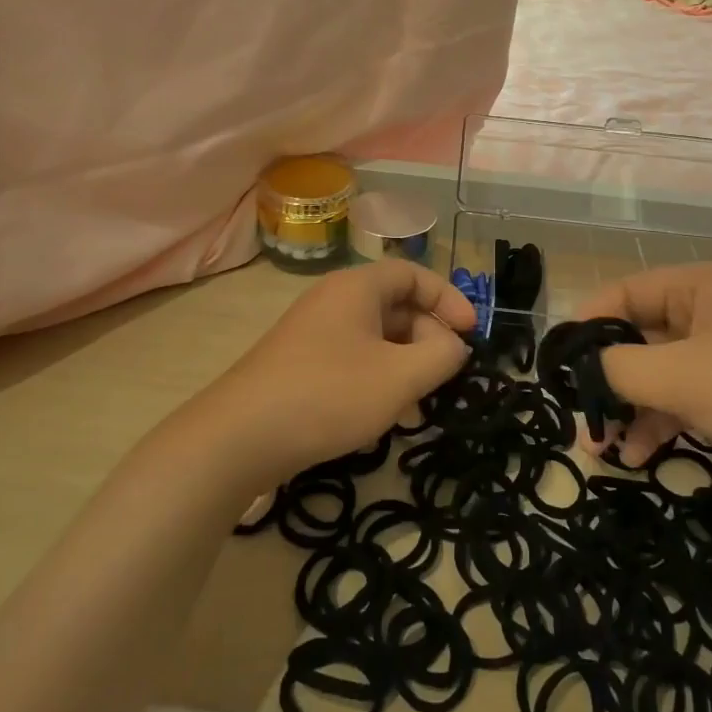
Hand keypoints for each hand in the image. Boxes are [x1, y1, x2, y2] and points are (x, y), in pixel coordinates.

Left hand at [195, 260, 477, 489]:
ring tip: (418, 398)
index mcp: (357, 287)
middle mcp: (333, 299)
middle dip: (428, 335)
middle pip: (395, 304)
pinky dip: (377, 374)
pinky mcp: (300, 363)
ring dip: (404, 360)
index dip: (448, 299)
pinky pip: (352, 356)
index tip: (472, 333)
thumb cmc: (329, 395)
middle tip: (446, 372)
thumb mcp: (400, 377)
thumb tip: (453, 345)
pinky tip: (382, 412)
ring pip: (375, 334)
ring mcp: (312, 332)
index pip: (413, 275)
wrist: (239, 437)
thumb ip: (441, 356)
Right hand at [574, 262, 711, 509]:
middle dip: (608, 378)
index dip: (586, 327)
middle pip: (640, 336)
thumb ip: (620, 369)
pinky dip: (664, 421)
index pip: (623, 294)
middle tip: (580, 418)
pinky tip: (642, 456)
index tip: (557, 367)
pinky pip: (690, 397)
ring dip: (632, 408)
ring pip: (663, 373)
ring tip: (604, 448)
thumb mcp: (683, 377)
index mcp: (699, 287)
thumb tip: (584, 367)